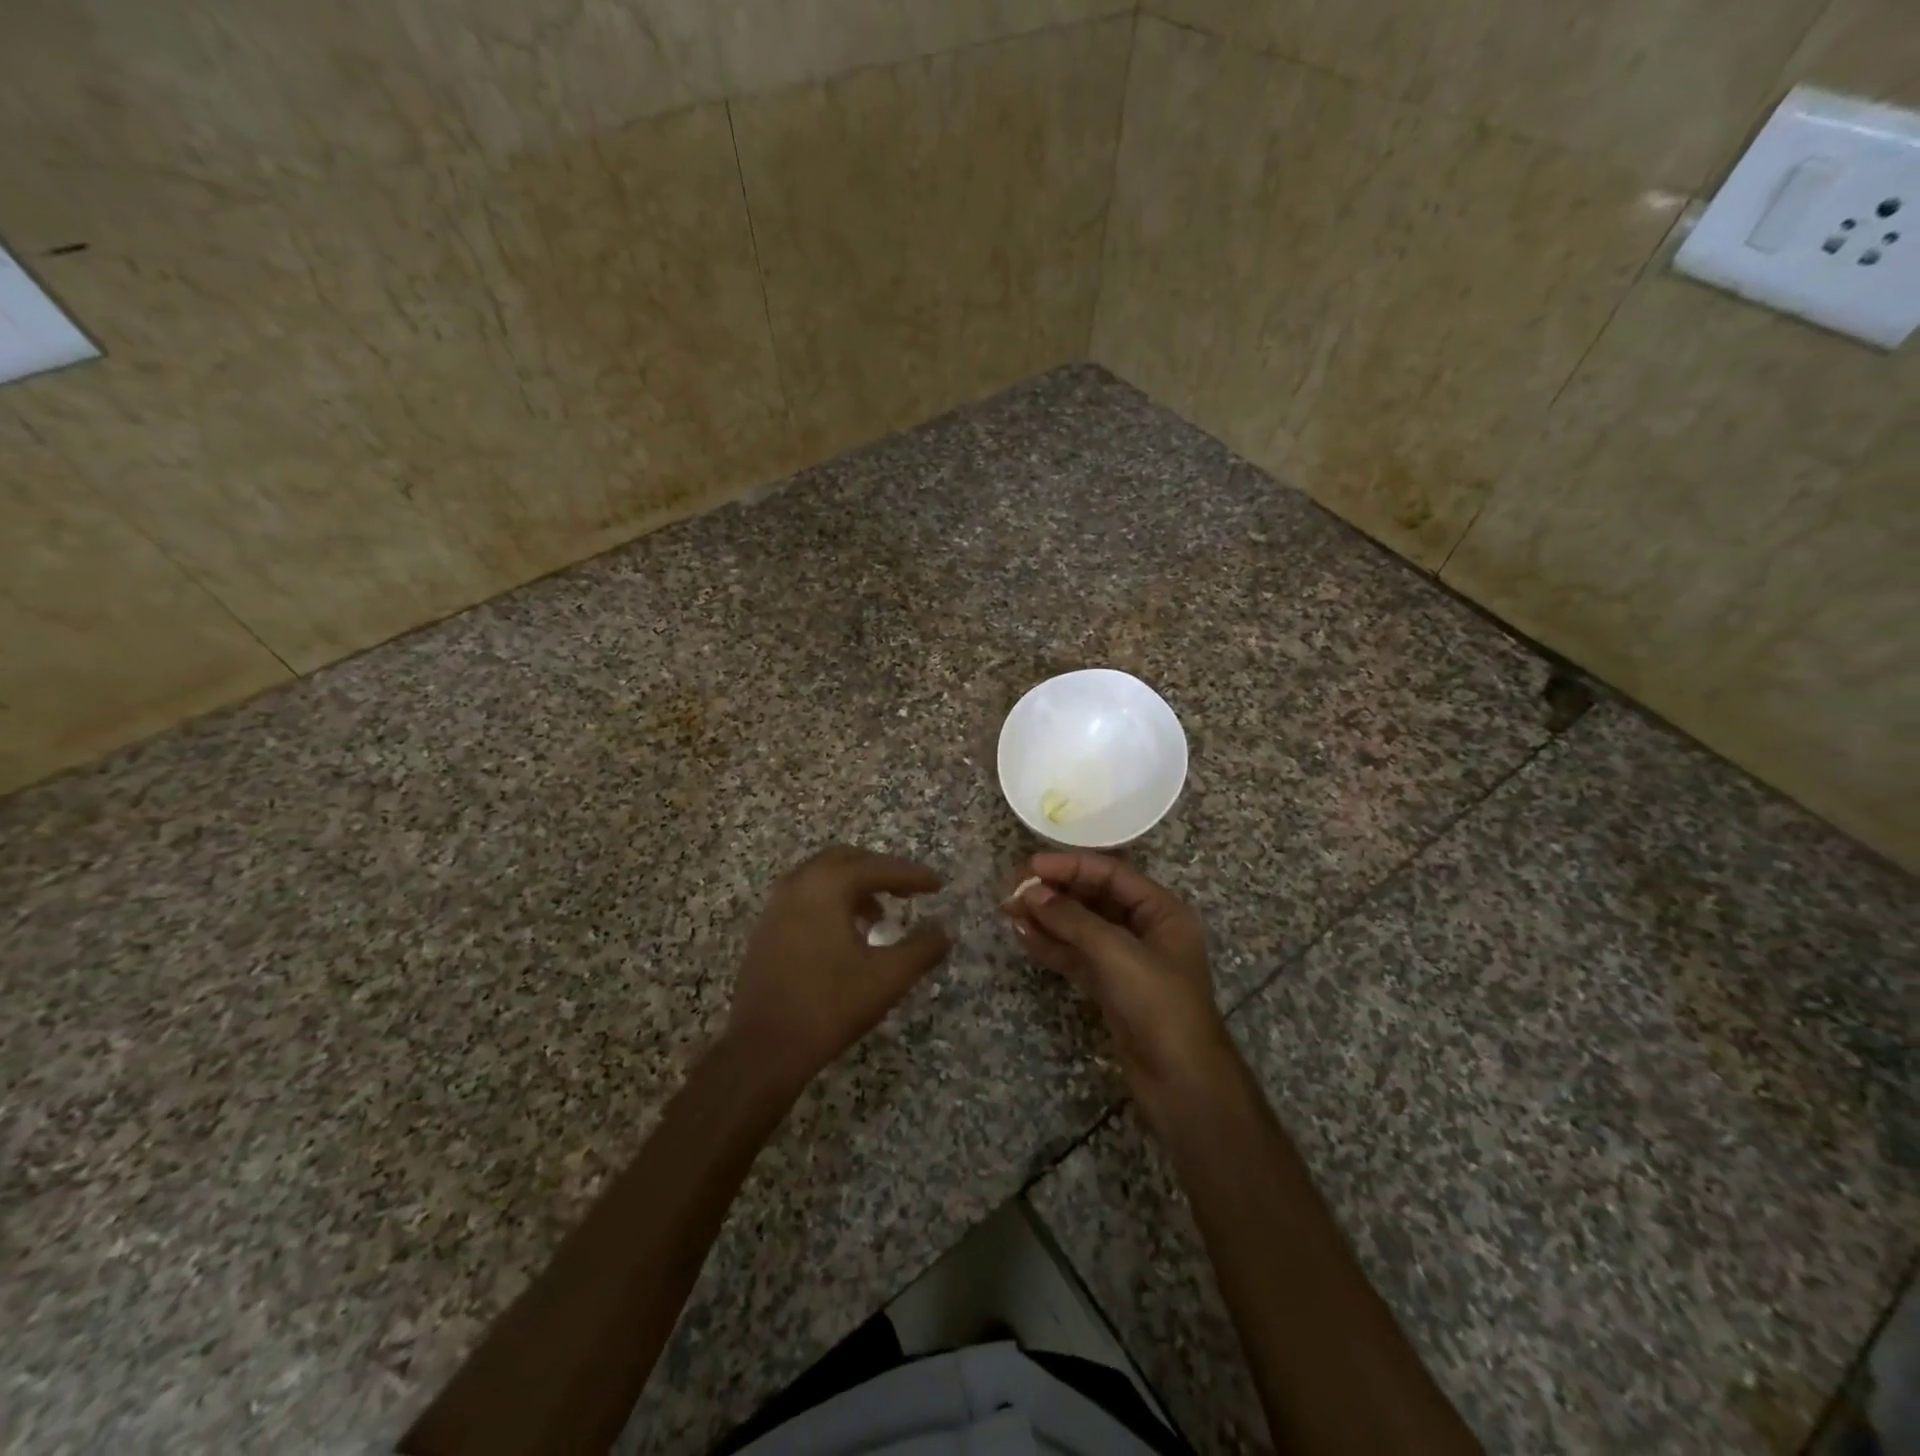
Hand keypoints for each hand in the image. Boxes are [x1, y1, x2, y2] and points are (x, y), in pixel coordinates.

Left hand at [726, 846, 952, 1099]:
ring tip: (879, 916)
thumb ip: (922, 948)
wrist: (763, 1049)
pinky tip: (847, 935)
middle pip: (846, 860)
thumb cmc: (830, 1006)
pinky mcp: (766, 929)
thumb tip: (946, 930)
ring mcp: (776, 906)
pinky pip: (805, 897)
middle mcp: (798, 884)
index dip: (912, 875)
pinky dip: (831, 901)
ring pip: (821, 877)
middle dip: (880, 871)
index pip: (878, 868)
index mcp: (827, 886)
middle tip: (908, 891)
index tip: (938, 884)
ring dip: (853, 886)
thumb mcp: (888, 977)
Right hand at [1002, 853, 1238, 1122]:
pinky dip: (1052, 946)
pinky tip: (1024, 936)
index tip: (1030, 866)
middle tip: (1013, 890)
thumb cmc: (1158, 1006)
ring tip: (1009, 910)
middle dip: (1054, 892)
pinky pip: (1077, 956)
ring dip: (1047, 918)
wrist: (1181, 1083)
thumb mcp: (1116, 954)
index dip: (1070, 866)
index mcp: (1161, 912)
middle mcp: (1145, 929)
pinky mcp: (1110, 987)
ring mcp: (1126, 960)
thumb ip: (1072, 919)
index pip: (1111, 874)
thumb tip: (1031, 893)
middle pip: (1094, 898)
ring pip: (1081, 928)